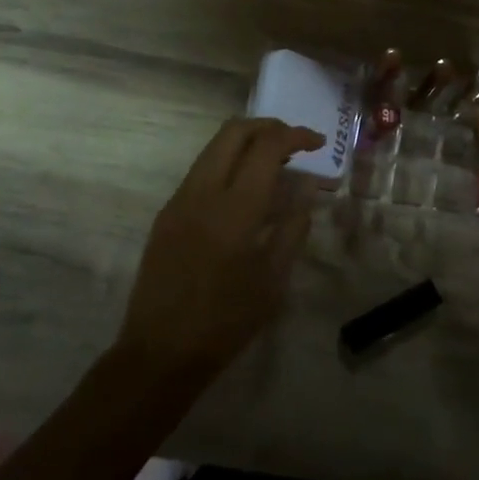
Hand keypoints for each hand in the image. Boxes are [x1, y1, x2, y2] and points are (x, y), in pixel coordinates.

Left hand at [114, 118, 324, 381]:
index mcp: (235, 209)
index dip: (296, 136)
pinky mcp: (167, 214)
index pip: (266, 146)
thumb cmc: (226, 322)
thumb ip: (293, 227)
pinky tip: (246, 192)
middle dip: (269, 127)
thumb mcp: (273, 280)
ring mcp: (179, 200)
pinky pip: (201, 171)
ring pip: (214, 148)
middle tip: (295, 143)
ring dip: (246, 143)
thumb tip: (307, 189)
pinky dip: (228, 165)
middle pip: (234, 131)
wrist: (159, 353)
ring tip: (275, 164)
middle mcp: (202, 192)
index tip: (318, 143)